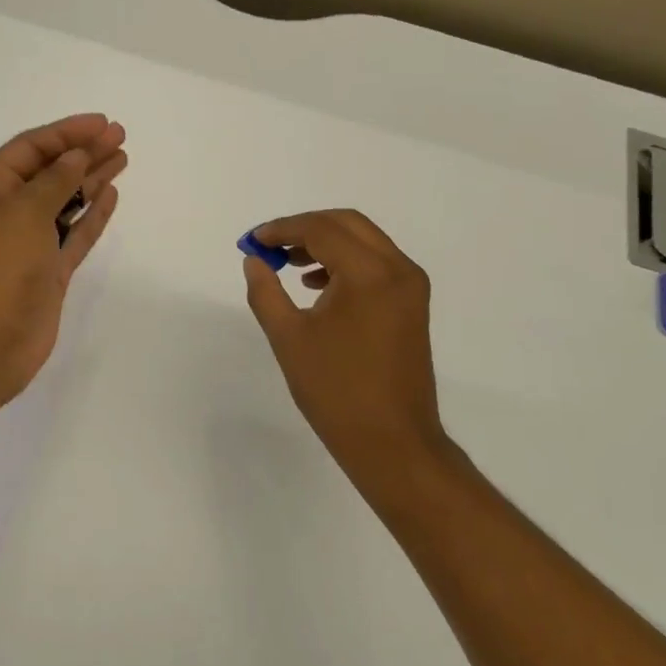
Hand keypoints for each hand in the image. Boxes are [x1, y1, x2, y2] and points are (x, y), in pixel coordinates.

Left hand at [0, 114, 126, 408]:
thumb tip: (76, 157)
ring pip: (66, 201)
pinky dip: (92, 216)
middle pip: (51, 172)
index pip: (31, 148)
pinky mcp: (48, 271)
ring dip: (91, 179)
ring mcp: (30, 243)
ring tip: (122, 158)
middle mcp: (8, 210)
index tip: (103, 123)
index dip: (67, 132)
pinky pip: (74, 234)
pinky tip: (111, 195)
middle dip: (84, 152)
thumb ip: (56, 179)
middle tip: (120, 136)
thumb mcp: (25, 209)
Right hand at [242, 210, 466, 491]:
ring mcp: (410, 286)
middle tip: (270, 245)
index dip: (282, 229)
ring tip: (287, 263)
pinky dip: (345, 261)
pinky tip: (316, 284)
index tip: (253, 241)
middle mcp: (398, 269)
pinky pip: (376, 264)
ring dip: (325, 242)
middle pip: (347, 224)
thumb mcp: (288, 338)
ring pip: (364, 241)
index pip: (321, 230)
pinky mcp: (412, 304)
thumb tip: (255, 260)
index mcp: (369, 274)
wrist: (392, 442)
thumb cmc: (336, 391)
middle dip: (305, 227)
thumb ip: (265, 291)